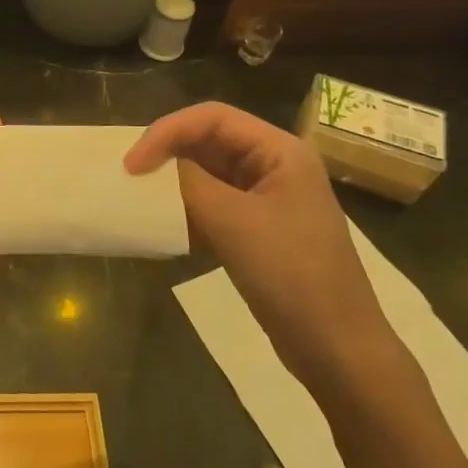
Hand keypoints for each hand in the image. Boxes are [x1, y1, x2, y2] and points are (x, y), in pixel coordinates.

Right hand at [126, 102, 400, 392]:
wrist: (337, 350)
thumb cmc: (291, 275)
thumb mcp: (233, 222)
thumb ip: (189, 182)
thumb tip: (154, 164)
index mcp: (280, 151)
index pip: (212, 117)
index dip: (167, 130)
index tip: (132, 163)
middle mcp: (274, 165)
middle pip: (209, 139)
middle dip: (167, 152)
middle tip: (130, 175)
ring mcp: (267, 198)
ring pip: (208, 171)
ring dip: (173, 179)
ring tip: (140, 194)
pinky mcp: (257, 229)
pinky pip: (213, 202)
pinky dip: (186, 206)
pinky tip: (164, 221)